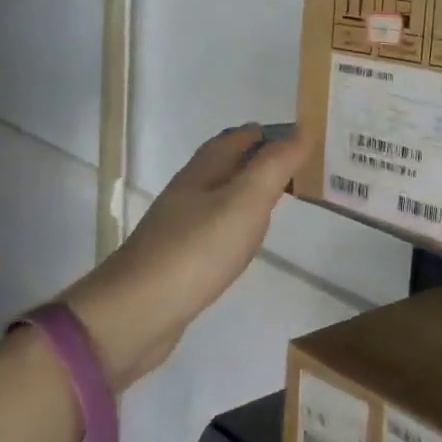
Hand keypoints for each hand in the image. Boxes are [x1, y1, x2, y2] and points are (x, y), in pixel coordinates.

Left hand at [62, 124, 307, 391]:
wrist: (138, 311)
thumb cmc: (197, 249)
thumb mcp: (246, 201)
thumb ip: (275, 165)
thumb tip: (303, 129)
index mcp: (202, 173)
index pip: (234, 139)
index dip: (264, 134)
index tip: (297, 136)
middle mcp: (187, 194)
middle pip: (222, 166)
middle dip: (254, 160)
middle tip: (292, 165)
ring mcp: (178, 228)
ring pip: (217, 198)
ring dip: (244, 192)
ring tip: (274, 198)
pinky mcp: (178, 260)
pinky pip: (212, 230)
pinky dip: (233, 224)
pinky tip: (243, 239)